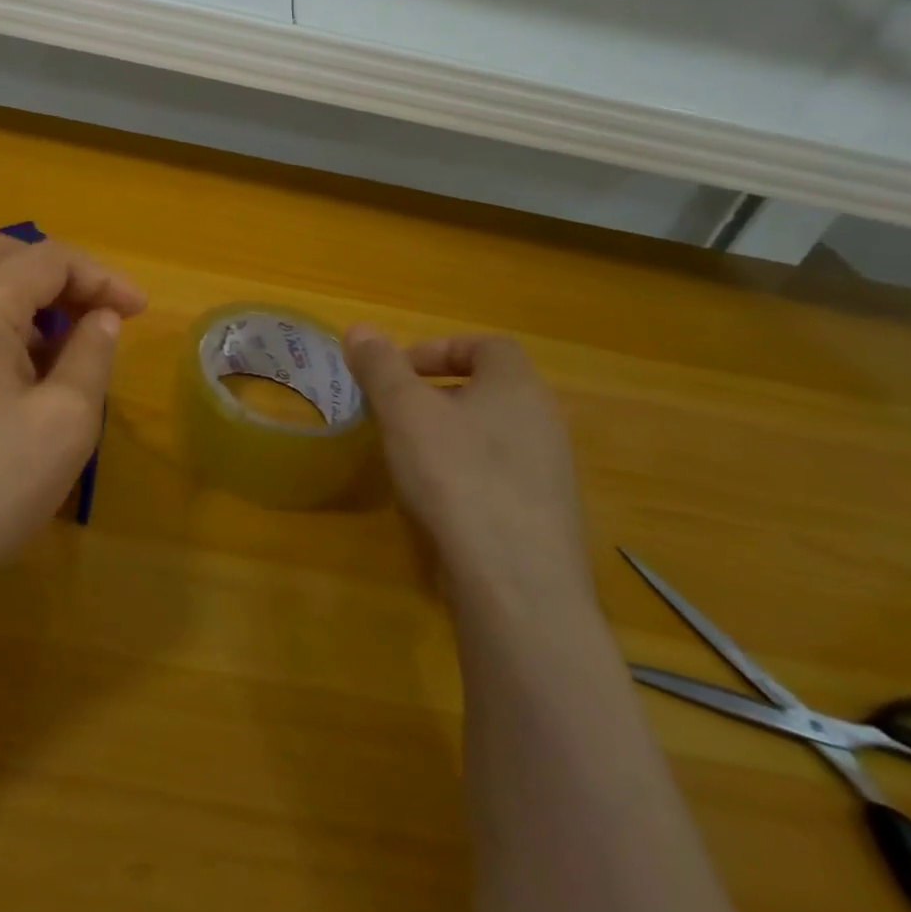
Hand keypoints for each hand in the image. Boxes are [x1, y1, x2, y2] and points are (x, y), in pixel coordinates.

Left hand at [0, 236, 146, 603]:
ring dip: (25, 298)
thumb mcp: (65, 421)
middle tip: (98, 314)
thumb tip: (102, 318)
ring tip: (62, 345)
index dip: (102, 277)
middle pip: (6, 255)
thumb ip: (92, 353)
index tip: (138, 311)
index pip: (49, 259)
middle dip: (61, 276)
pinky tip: (14, 370)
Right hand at [343, 326, 592, 610]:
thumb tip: (360, 328)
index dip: (439, 349)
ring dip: (448, 434)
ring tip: (408, 456)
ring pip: (492, 434)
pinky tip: (437, 501)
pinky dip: (465, 473)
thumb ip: (380, 366)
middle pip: (488, 389)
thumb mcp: (404, 410)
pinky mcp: (543, 515)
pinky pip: (499, 475)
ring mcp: (550, 472)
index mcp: (518, 385)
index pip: (486, 345)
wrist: (516, 583)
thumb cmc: (456, 475)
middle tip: (395, 411)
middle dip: (436, 393)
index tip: (399, 372)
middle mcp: (544, 421)